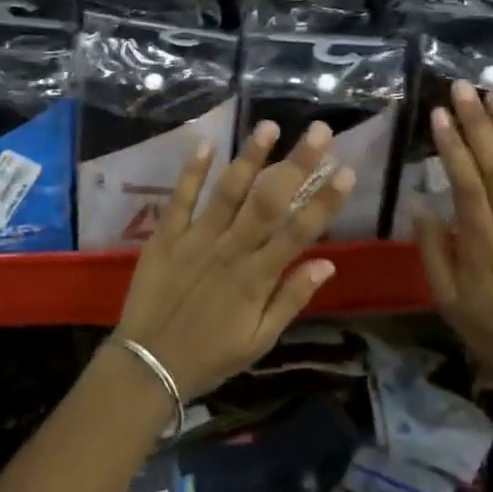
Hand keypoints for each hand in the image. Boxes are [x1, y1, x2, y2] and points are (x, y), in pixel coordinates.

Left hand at [113, 118, 354, 399]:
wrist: (147, 366)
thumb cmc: (210, 355)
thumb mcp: (259, 340)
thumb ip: (291, 298)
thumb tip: (327, 262)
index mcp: (256, 277)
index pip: (298, 232)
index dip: (324, 201)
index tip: (345, 171)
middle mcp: (230, 250)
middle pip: (269, 201)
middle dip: (296, 164)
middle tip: (319, 131)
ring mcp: (195, 239)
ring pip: (227, 192)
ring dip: (249, 157)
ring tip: (269, 125)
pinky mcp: (165, 236)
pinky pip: (180, 198)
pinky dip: (191, 171)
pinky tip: (204, 143)